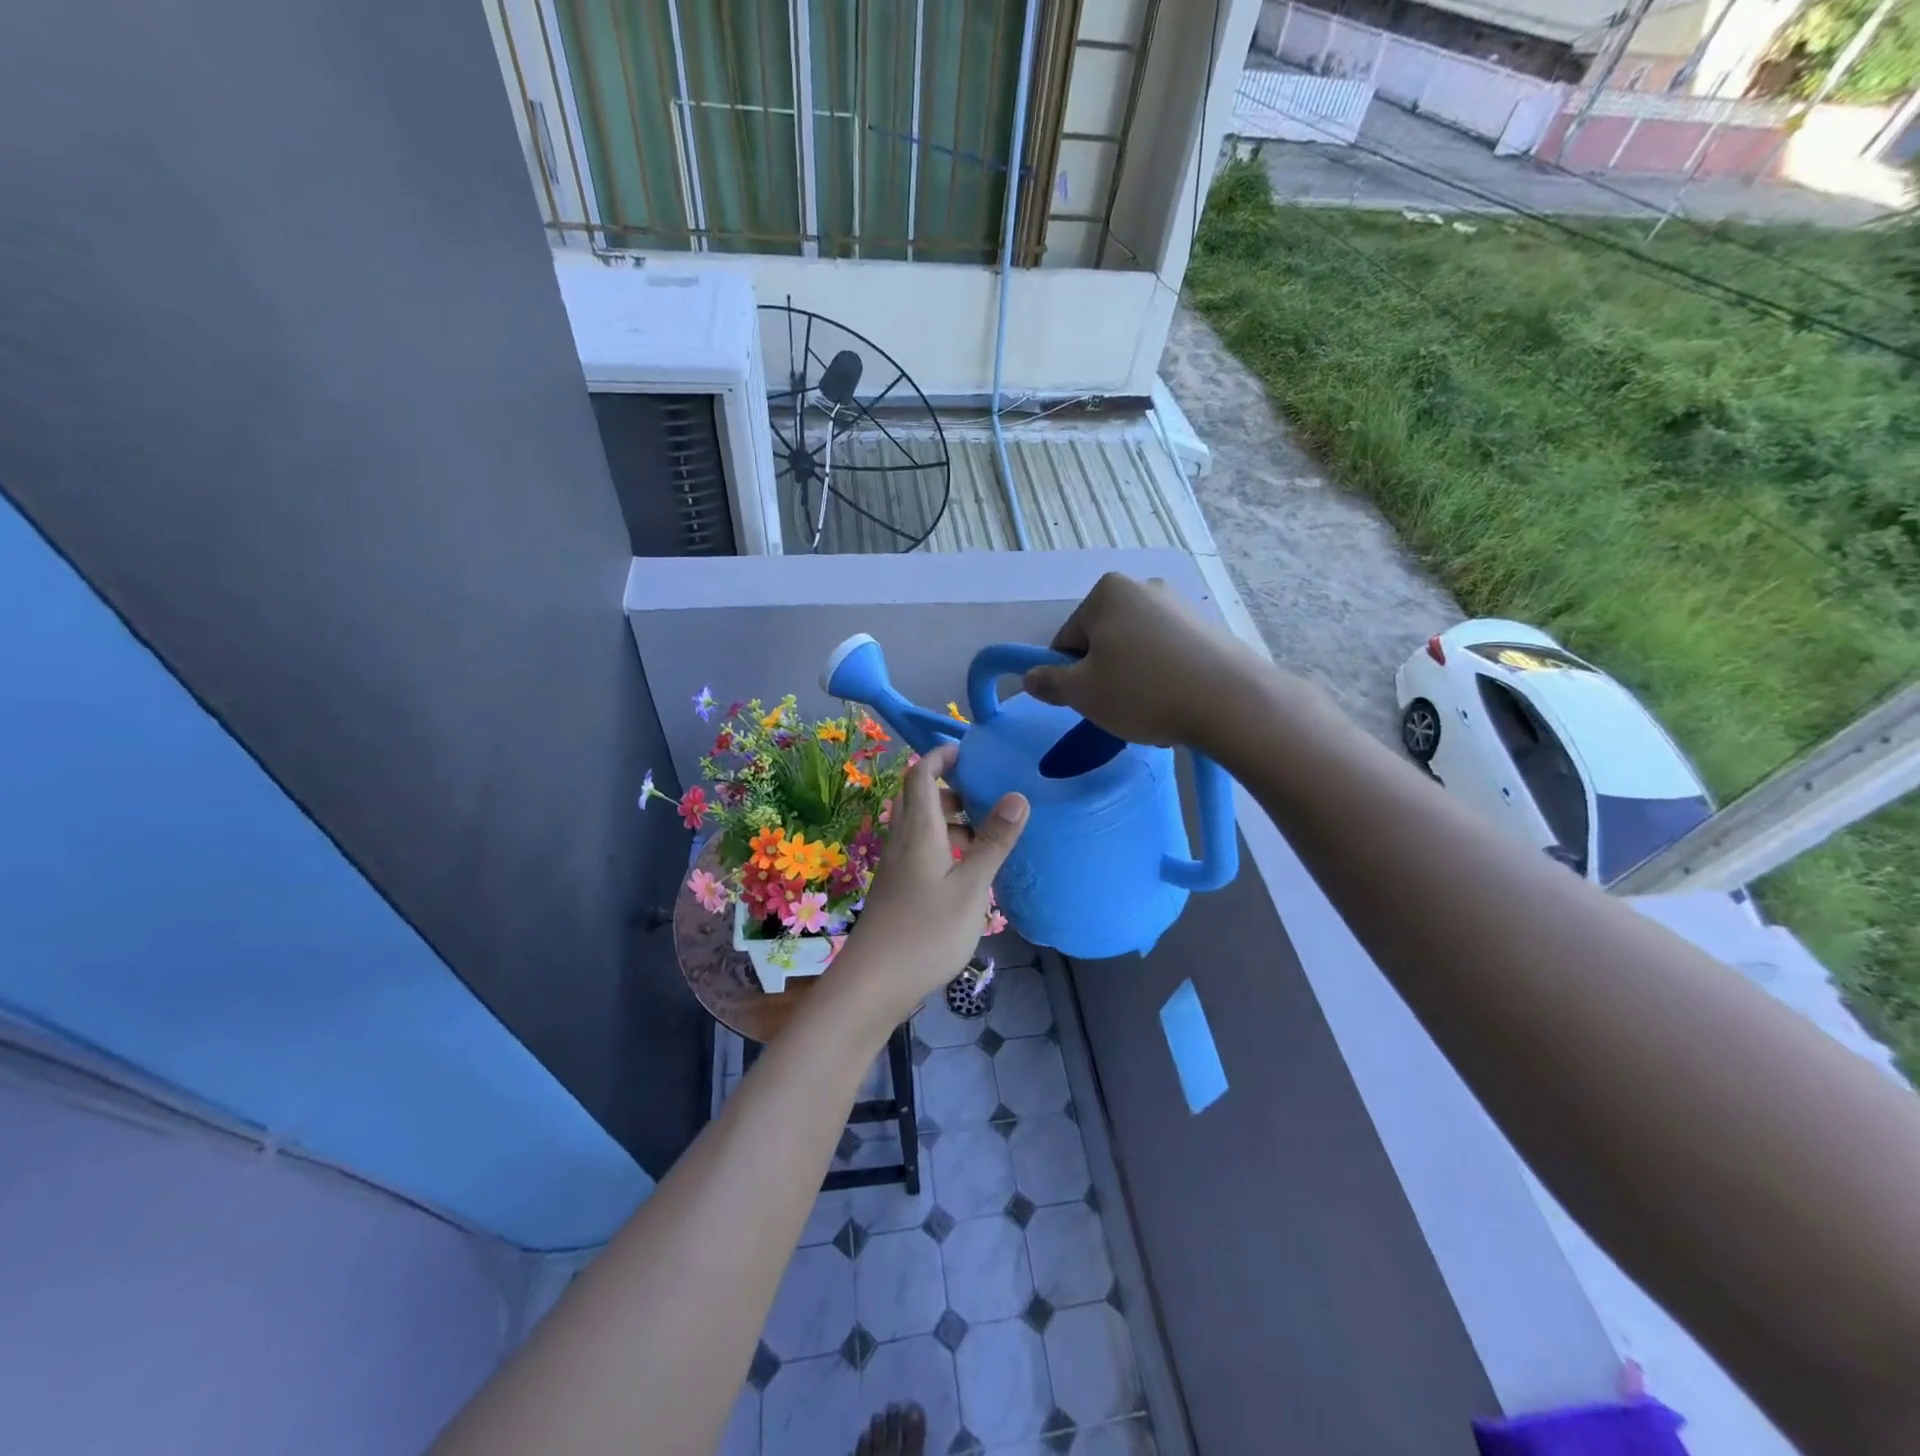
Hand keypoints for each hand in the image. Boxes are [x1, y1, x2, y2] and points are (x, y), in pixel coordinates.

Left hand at [827, 743, 1028, 1031]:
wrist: (874, 984)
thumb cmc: (926, 932)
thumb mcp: (970, 888)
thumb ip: (994, 842)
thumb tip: (1018, 795)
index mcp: (918, 831)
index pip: (921, 775)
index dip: (941, 757)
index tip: (970, 753)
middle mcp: (902, 841)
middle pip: (919, 797)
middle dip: (949, 787)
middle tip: (985, 793)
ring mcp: (896, 867)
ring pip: (920, 826)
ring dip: (949, 820)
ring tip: (985, 834)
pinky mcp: (897, 889)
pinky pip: (919, 850)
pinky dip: (943, 845)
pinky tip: (967, 870)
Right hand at [1022, 574, 1263, 747]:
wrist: (1229, 701)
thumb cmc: (1142, 692)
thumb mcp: (1082, 693)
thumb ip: (1049, 683)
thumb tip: (1030, 677)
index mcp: (1107, 592)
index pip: (1067, 638)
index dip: (1068, 674)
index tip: (1084, 701)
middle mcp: (1143, 587)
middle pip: (1103, 640)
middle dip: (1103, 674)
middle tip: (1115, 708)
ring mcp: (1180, 606)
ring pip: (1136, 650)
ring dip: (1132, 678)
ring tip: (1148, 710)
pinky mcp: (1207, 629)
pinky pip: (1168, 655)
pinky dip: (1163, 678)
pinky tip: (1174, 703)